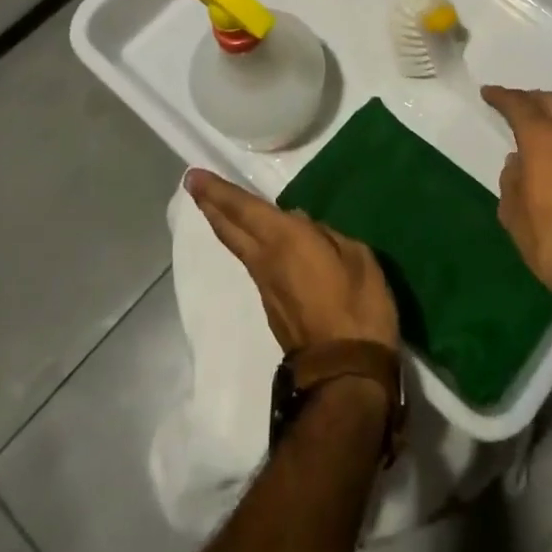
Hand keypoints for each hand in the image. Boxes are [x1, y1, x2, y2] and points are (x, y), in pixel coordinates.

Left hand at [184, 168, 399, 352]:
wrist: (345, 376)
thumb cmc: (358, 308)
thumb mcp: (357, 257)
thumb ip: (327, 235)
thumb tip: (301, 225)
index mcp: (285, 240)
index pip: (243, 208)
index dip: (218, 191)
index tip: (194, 176)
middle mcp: (265, 260)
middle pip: (230, 227)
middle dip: (210, 204)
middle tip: (193, 184)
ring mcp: (265, 287)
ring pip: (238, 246)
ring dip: (225, 223)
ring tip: (219, 205)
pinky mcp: (273, 307)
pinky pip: (254, 263)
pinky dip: (246, 243)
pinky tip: (257, 239)